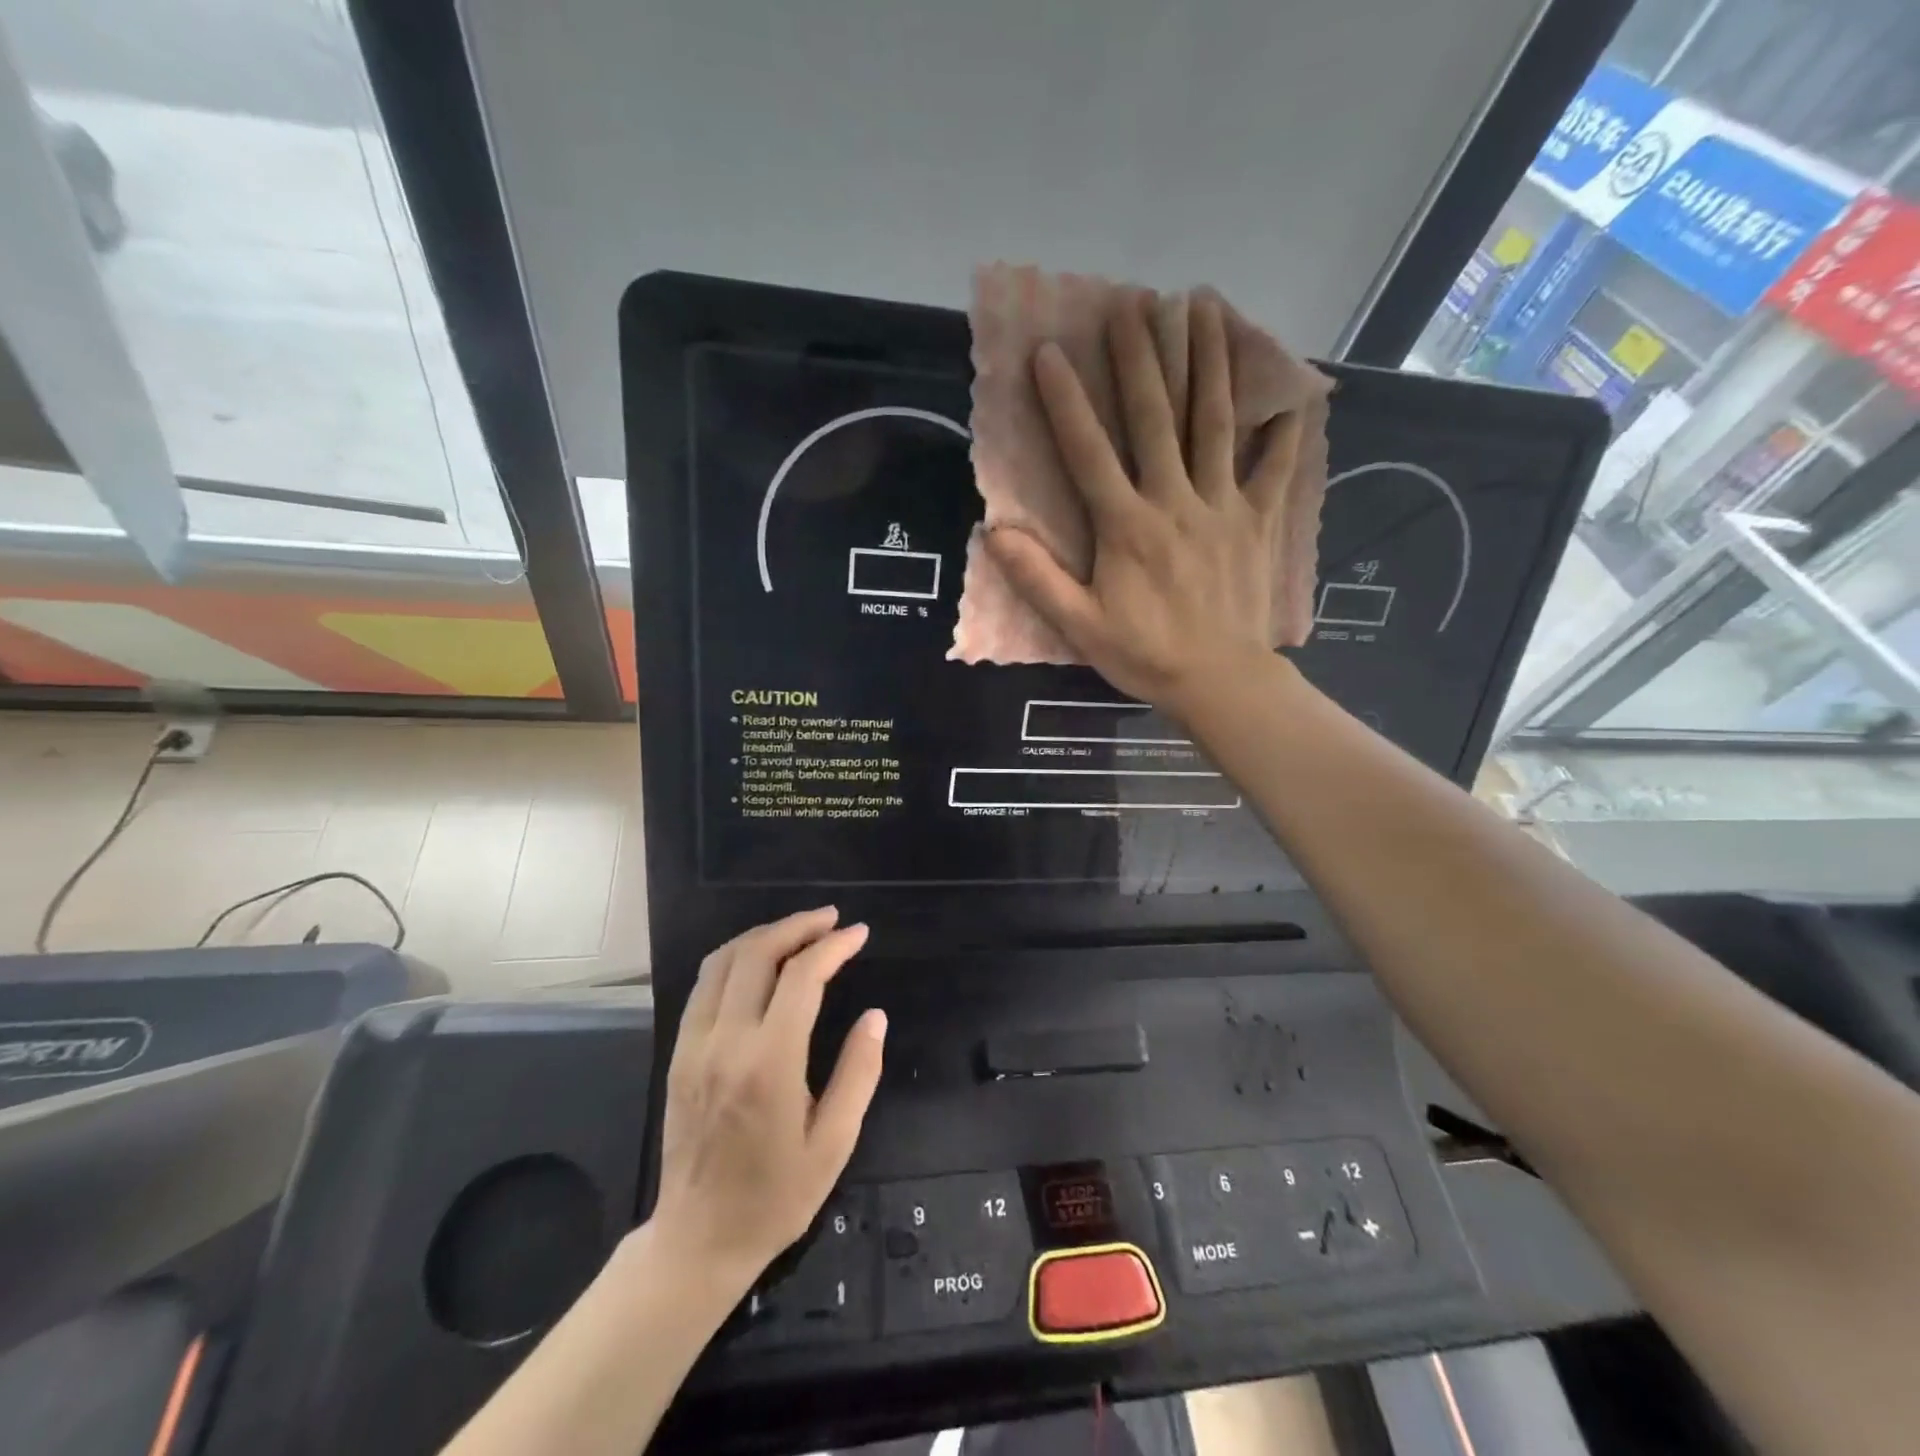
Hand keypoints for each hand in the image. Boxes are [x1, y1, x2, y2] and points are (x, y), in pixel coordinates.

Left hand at [650, 907, 885, 1298]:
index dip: (833, 947)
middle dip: (798, 926)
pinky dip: (734, 957)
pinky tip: (758, 960)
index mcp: (769, 1064)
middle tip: (831, 920)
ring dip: (763, 935)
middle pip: (757, 954)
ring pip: (723, 961)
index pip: (802, 978)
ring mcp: (694, 1045)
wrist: (698, 1240)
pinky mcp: (678, 1053)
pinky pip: (703, 985)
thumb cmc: (776, 1197)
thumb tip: (875, 1016)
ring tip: (799, 930)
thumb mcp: (834, 1143)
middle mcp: (726, 1042)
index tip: (859, 934)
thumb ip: (859, 1073)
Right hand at [984, 291, 1304, 716]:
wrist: (1219, 681)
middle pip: (1157, 418)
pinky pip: (1275, 467)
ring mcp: (1223, 506)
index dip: (1066, 402)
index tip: (1049, 352)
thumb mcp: (1080, 626)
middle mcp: (1175, 501)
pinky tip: (1289, 392)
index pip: (1089, 453)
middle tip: (1132, 304)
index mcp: (1127, 527)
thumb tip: (995, 532)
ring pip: (1216, 423)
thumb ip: (1038, 579)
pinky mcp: (1259, 521)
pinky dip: (1283, 429)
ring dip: (1209, 362)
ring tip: (1204, 307)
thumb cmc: (1144, 655)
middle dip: (1142, 358)